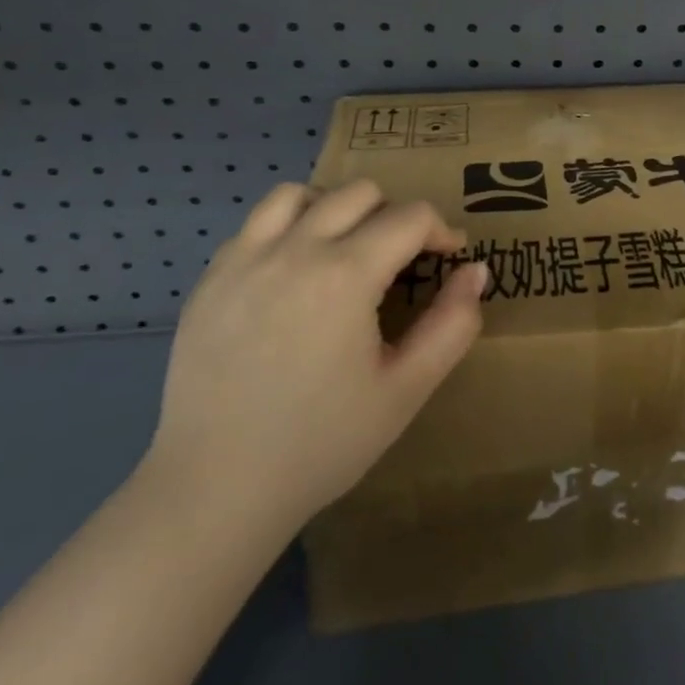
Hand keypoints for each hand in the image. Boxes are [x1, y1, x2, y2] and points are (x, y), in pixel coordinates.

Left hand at [142, 181, 488, 535]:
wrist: (216, 491)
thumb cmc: (322, 443)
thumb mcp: (407, 389)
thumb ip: (453, 324)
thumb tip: (475, 271)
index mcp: (345, 274)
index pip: (410, 217)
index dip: (441, 231)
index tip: (449, 258)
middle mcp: (293, 250)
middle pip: (359, 193)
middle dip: (394, 217)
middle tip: (401, 261)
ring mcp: (243, 261)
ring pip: (299, 194)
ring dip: (335, 209)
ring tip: (344, 251)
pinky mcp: (209, 281)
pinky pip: (255, 225)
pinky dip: (287, 229)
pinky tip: (295, 274)